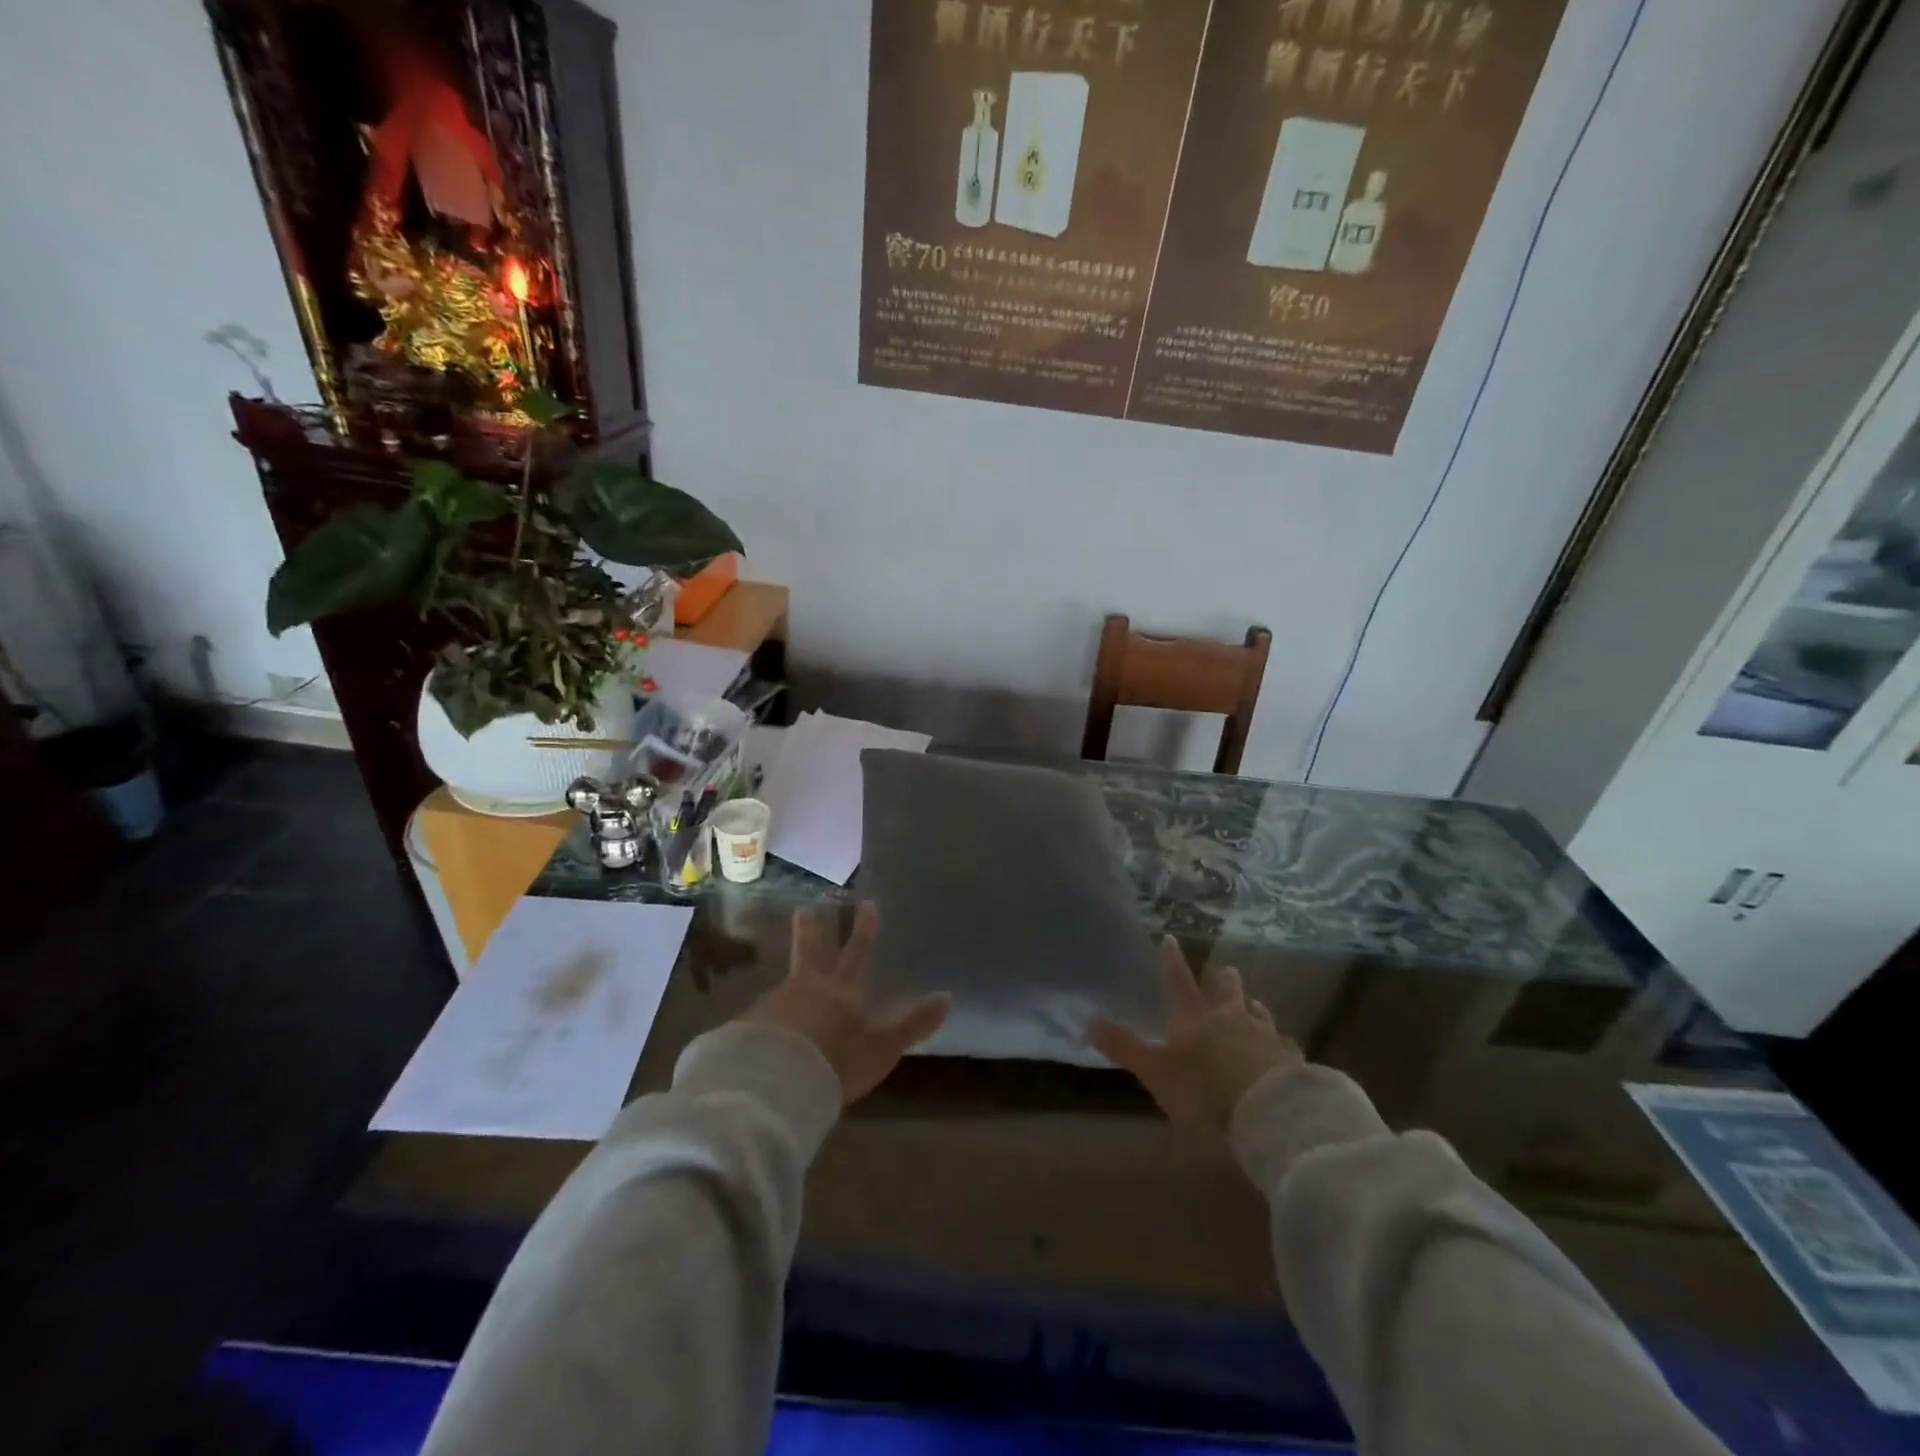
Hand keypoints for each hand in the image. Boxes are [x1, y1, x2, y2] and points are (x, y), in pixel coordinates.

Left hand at [742, 903, 951, 1105]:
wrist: (773, 1083)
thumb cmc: (836, 1061)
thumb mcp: (883, 1047)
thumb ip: (913, 1024)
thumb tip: (948, 996)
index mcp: (841, 991)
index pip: (856, 953)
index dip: (864, 930)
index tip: (866, 903)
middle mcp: (806, 989)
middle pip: (809, 952)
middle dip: (810, 930)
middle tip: (805, 909)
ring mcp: (773, 1005)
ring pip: (785, 982)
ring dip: (790, 975)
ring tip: (789, 980)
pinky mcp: (748, 1027)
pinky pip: (761, 1015)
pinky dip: (767, 1015)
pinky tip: (765, 1027)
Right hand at [1088, 938, 1301, 1132]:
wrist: (1268, 1110)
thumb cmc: (1203, 1089)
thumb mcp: (1155, 1071)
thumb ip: (1124, 1047)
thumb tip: (1087, 1021)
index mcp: (1195, 1017)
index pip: (1178, 981)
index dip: (1172, 961)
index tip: (1170, 938)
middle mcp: (1231, 1018)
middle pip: (1228, 991)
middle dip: (1225, 980)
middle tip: (1226, 970)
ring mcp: (1265, 1036)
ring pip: (1260, 1014)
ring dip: (1254, 1009)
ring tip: (1255, 1005)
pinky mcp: (1291, 1060)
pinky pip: (1285, 1046)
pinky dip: (1280, 1045)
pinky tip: (1285, 1050)